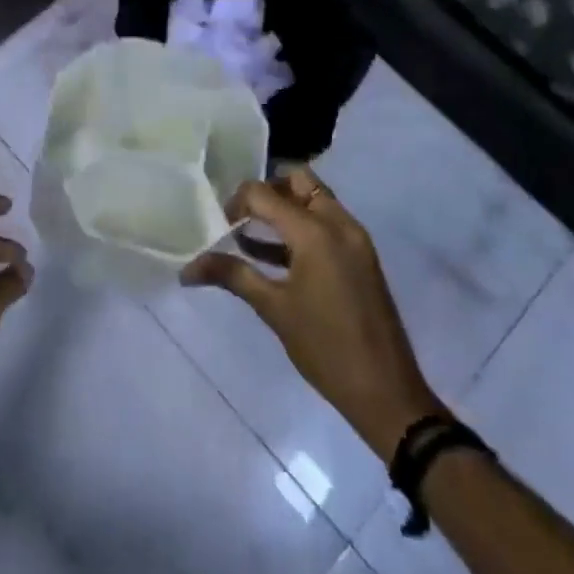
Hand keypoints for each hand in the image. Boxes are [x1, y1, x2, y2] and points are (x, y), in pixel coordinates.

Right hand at [183, 167, 442, 461]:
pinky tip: (273, 256)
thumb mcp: (273, 309)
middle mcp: (339, 223)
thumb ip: (232, 276)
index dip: (237, 203)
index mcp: (316, 231)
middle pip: (298, 182)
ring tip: (249, 234)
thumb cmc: (325, 347)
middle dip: (266, 193)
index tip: (219, 226)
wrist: (386, 391)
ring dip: (285, 209)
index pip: (265, 193)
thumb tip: (187, 269)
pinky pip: (327, 224)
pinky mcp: (361, 257)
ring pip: (315, 200)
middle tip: (241, 217)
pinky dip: (302, 227)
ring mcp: (354, 239)